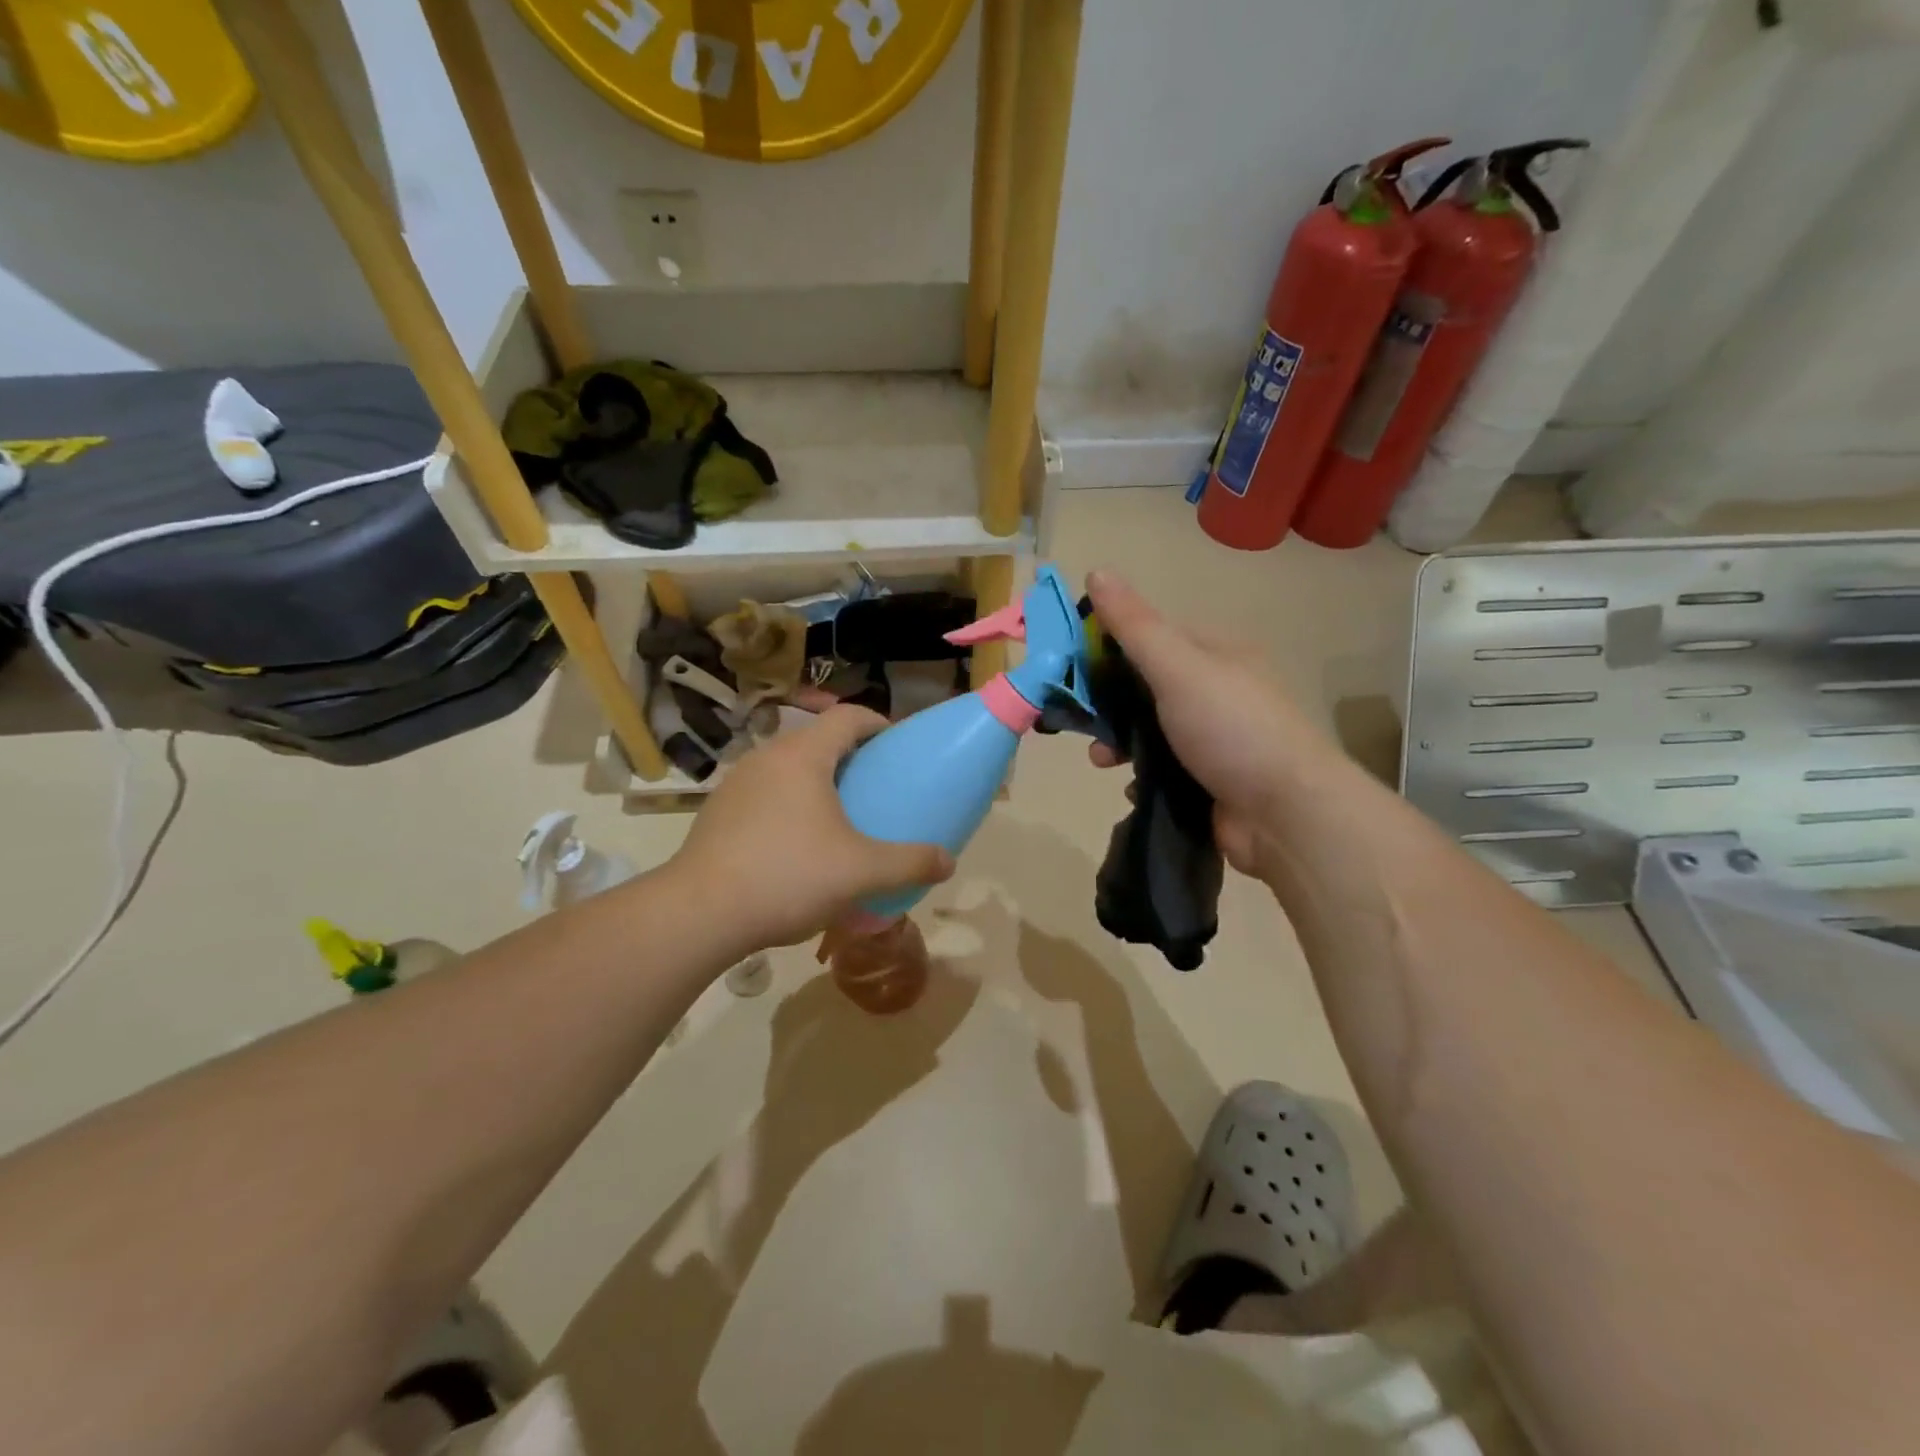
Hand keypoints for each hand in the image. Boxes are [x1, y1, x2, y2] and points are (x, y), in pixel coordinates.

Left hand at [672, 706, 954, 947]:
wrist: (700, 914)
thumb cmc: (788, 877)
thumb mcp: (862, 872)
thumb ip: (910, 863)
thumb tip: (948, 862)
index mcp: (803, 756)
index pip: (848, 716)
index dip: (878, 723)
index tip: (897, 747)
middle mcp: (766, 757)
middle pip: (817, 740)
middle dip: (850, 757)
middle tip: (874, 787)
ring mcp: (736, 784)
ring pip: (787, 768)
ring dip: (816, 782)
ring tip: (838, 817)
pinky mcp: (717, 812)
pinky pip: (765, 793)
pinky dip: (788, 804)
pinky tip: (795, 845)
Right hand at [1085, 570, 1331, 877]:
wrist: (1286, 814)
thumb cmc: (1231, 729)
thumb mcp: (1178, 668)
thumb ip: (1135, 626)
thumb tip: (1096, 571)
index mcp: (1214, 652)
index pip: (1150, 635)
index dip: (1107, 644)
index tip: (1069, 664)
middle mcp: (1214, 690)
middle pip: (1144, 686)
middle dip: (1107, 704)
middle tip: (1078, 721)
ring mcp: (1213, 737)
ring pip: (1148, 731)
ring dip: (1118, 743)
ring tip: (1101, 762)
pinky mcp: (1208, 779)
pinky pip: (1161, 769)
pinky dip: (1141, 776)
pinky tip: (1132, 786)